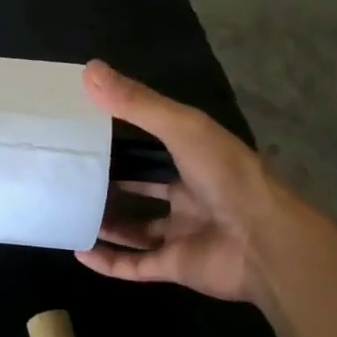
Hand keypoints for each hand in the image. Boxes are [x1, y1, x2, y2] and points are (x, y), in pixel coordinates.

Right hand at [77, 61, 279, 303]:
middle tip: (73, 175)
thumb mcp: (182, 127)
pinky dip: (108, 262)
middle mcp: (190, 195)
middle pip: (144, 189)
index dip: (123, 138)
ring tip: (70, 212)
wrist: (265, 242)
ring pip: (137, 229)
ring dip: (107, 223)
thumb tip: (88, 69)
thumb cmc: (227, 176)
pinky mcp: (176, 267)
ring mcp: (183, 233)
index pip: (154, 145)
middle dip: (112, 183)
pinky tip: (80, 251)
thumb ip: (137, 103)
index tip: (86, 129)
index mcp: (196, 159)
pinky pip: (135, 265)